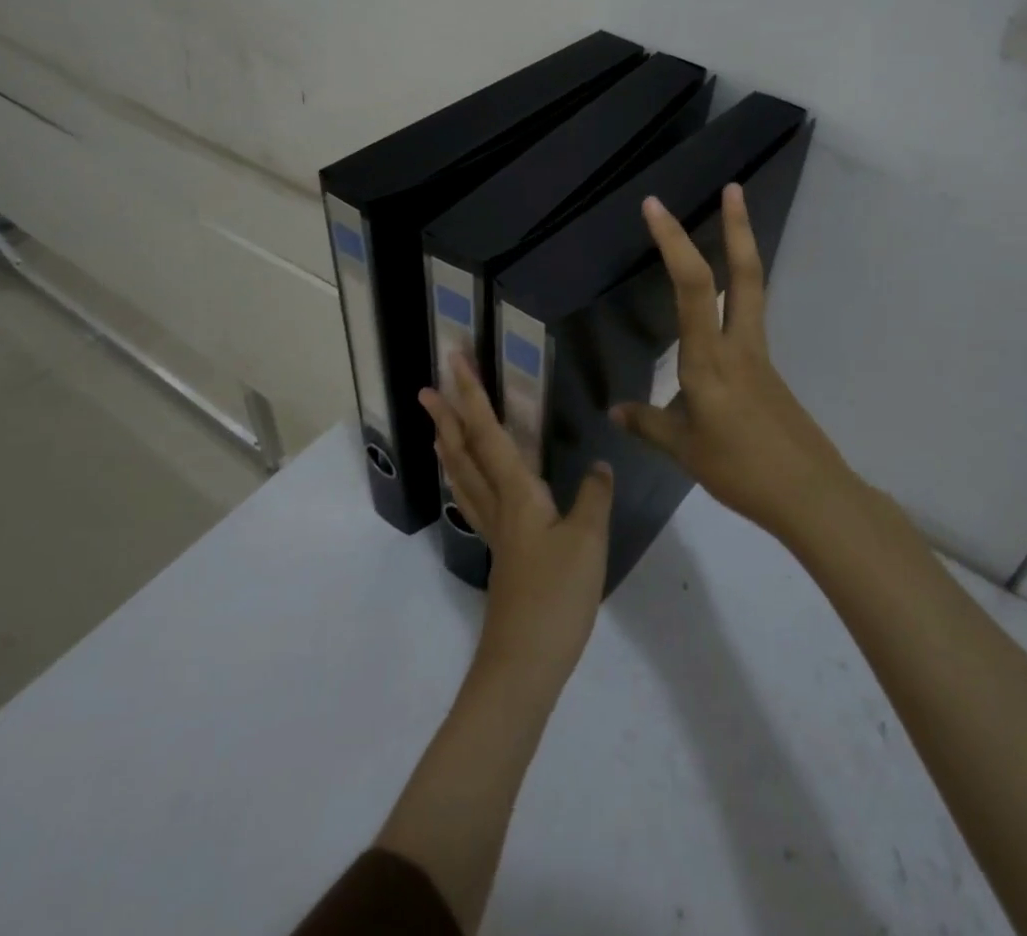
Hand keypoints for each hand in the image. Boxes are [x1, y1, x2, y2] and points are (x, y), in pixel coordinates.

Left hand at [420, 354, 613, 695]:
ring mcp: (495, 532)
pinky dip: (464, 477)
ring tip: (437, 425)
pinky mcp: (502, 553)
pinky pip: (474, 500)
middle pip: (465, 451)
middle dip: (446, 416)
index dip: (471, 394)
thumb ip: (593, 497)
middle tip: (426, 387)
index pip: (489, 432)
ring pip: (464, 476)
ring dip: (449, 444)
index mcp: (516, 493)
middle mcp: (498, 505)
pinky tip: (473, 483)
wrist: (524, 665)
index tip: (454, 361)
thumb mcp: (588, 541)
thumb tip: (599, 464)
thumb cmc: (556, 597)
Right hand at [609, 183, 853, 543]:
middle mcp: (738, 345)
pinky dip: (734, 299)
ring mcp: (759, 356)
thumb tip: (614, 411)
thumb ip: (648, 423)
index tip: (654, 206)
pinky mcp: (768, 372)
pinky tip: (714, 321)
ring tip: (729, 226)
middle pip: (745, 273)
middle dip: (737, 227)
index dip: (673, 242)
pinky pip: (747, 322)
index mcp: (709, 358)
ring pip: (751, 291)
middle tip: (733, 188)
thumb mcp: (684, 449)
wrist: (810, 494)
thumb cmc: (740, 469)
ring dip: (741, 253)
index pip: (692, 286)